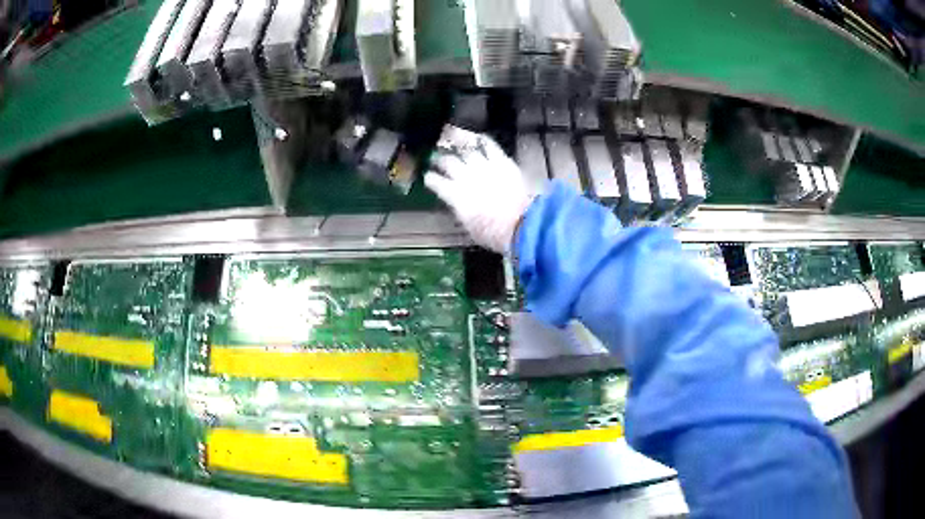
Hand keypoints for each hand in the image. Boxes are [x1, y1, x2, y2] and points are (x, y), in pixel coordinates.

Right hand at [425, 126, 533, 253]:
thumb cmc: (493, 234)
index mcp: (454, 195)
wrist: (520, 224)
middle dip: (440, 160)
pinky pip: (489, 145)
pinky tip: (477, 137)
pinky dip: (482, 140)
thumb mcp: (469, 227)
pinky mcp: (502, 161)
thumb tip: (458, 204)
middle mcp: (465, 176)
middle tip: (436, 158)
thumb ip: (461, 211)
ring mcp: (484, 166)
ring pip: (465, 150)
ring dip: (457, 146)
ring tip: (452, 143)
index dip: (430, 178)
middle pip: (448, 162)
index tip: (428, 177)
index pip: (435, 182)